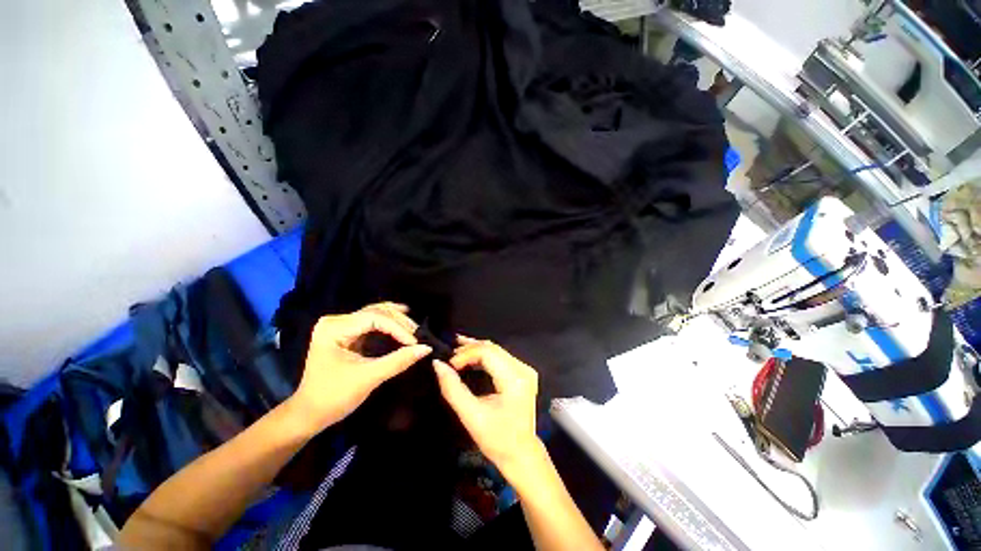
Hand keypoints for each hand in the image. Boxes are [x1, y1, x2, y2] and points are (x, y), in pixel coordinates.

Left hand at [287, 302, 431, 432]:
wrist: (309, 414)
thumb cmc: (334, 397)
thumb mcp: (368, 378)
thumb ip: (398, 361)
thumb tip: (426, 348)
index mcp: (334, 328)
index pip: (374, 319)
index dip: (397, 328)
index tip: (414, 342)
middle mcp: (336, 321)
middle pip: (375, 312)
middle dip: (399, 322)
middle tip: (418, 334)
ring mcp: (340, 326)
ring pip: (375, 314)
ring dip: (396, 319)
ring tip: (413, 326)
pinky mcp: (346, 334)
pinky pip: (371, 322)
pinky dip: (388, 323)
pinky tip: (401, 321)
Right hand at [433, 337, 543, 481]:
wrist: (522, 454)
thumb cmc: (497, 439)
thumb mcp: (471, 416)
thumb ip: (453, 389)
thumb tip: (438, 364)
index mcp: (514, 379)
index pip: (487, 353)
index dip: (466, 354)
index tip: (449, 365)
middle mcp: (523, 369)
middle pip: (493, 348)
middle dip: (469, 348)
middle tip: (449, 354)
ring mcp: (525, 370)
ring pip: (496, 350)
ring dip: (475, 349)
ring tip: (456, 350)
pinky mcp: (522, 373)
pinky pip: (500, 357)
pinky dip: (484, 355)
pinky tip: (470, 355)